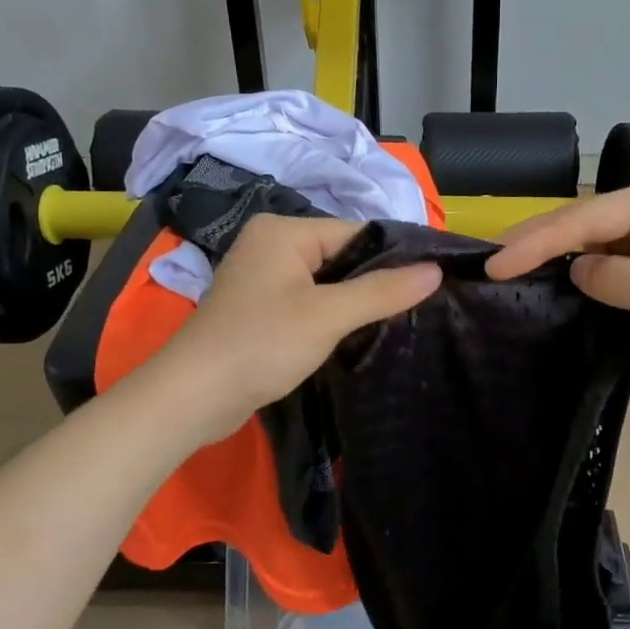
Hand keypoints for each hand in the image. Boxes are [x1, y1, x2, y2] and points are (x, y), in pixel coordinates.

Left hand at [151, 215, 439, 441]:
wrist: (193, 397)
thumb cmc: (261, 344)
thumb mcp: (328, 315)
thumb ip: (383, 291)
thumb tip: (436, 270)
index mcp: (284, 230)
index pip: (356, 232)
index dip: (395, 257)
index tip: (433, 283)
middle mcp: (272, 244)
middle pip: (343, 255)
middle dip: (376, 282)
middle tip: (420, 306)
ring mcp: (263, 277)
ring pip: (328, 281)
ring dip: (356, 302)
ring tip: (397, 321)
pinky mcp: (261, 307)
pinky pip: (310, 301)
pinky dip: (333, 315)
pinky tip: (358, 334)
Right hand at [485, 172, 629, 394]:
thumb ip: (614, 279)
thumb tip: (578, 272)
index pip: (588, 217)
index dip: (536, 241)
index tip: (493, 266)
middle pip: (596, 223)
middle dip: (548, 244)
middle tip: (498, 266)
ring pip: (613, 244)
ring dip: (573, 261)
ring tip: (522, 275)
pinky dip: (604, 278)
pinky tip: (575, 289)